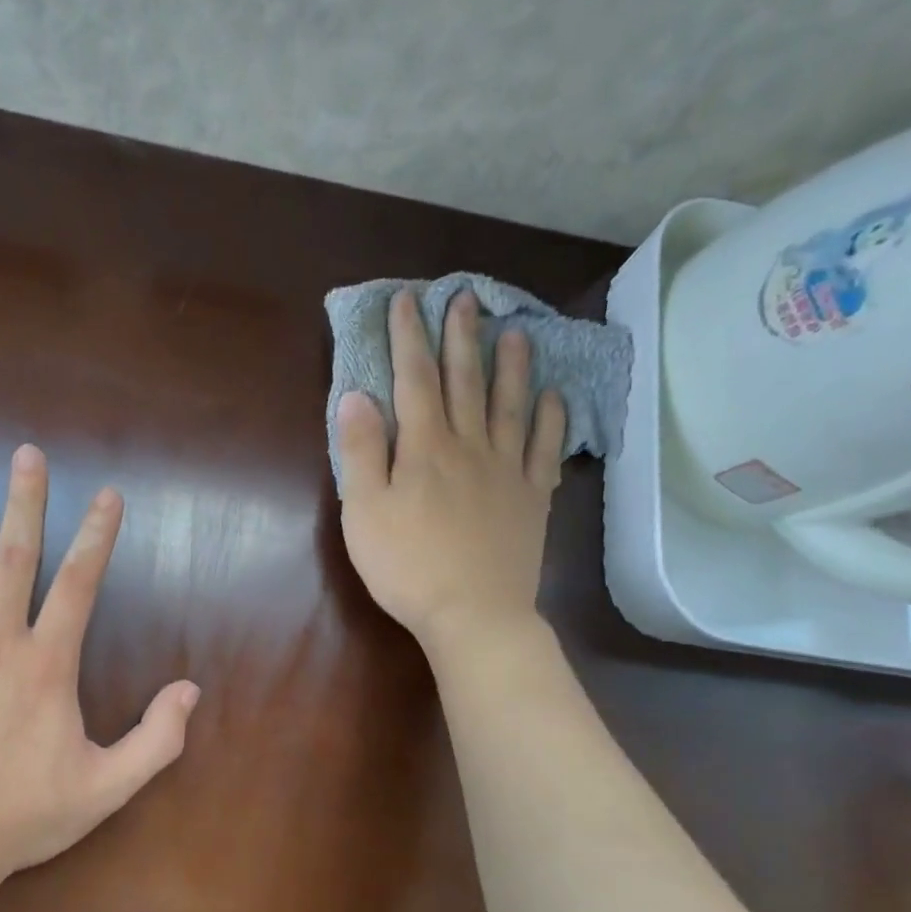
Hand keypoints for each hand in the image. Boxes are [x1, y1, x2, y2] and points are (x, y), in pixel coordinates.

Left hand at [0, 446, 199, 879]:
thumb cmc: (21, 815)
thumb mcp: (106, 787)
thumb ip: (156, 739)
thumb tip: (191, 689)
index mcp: (47, 663)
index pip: (79, 583)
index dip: (97, 535)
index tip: (107, 494)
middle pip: (14, 557)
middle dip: (24, 502)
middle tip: (27, 454)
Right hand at [337, 289, 566, 654]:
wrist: (473, 613)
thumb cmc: (407, 566)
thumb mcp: (364, 511)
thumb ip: (360, 451)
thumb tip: (356, 395)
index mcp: (424, 448)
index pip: (414, 380)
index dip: (409, 338)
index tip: (408, 301)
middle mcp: (469, 447)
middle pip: (465, 382)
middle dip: (460, 338)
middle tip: (465, 298)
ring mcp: (506, 471)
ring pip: (510, 406)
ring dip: (511, 366)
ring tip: (515, 331)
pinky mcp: (532, 498)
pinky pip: (544, 448)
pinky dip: (550, 419)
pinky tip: (554, 396)